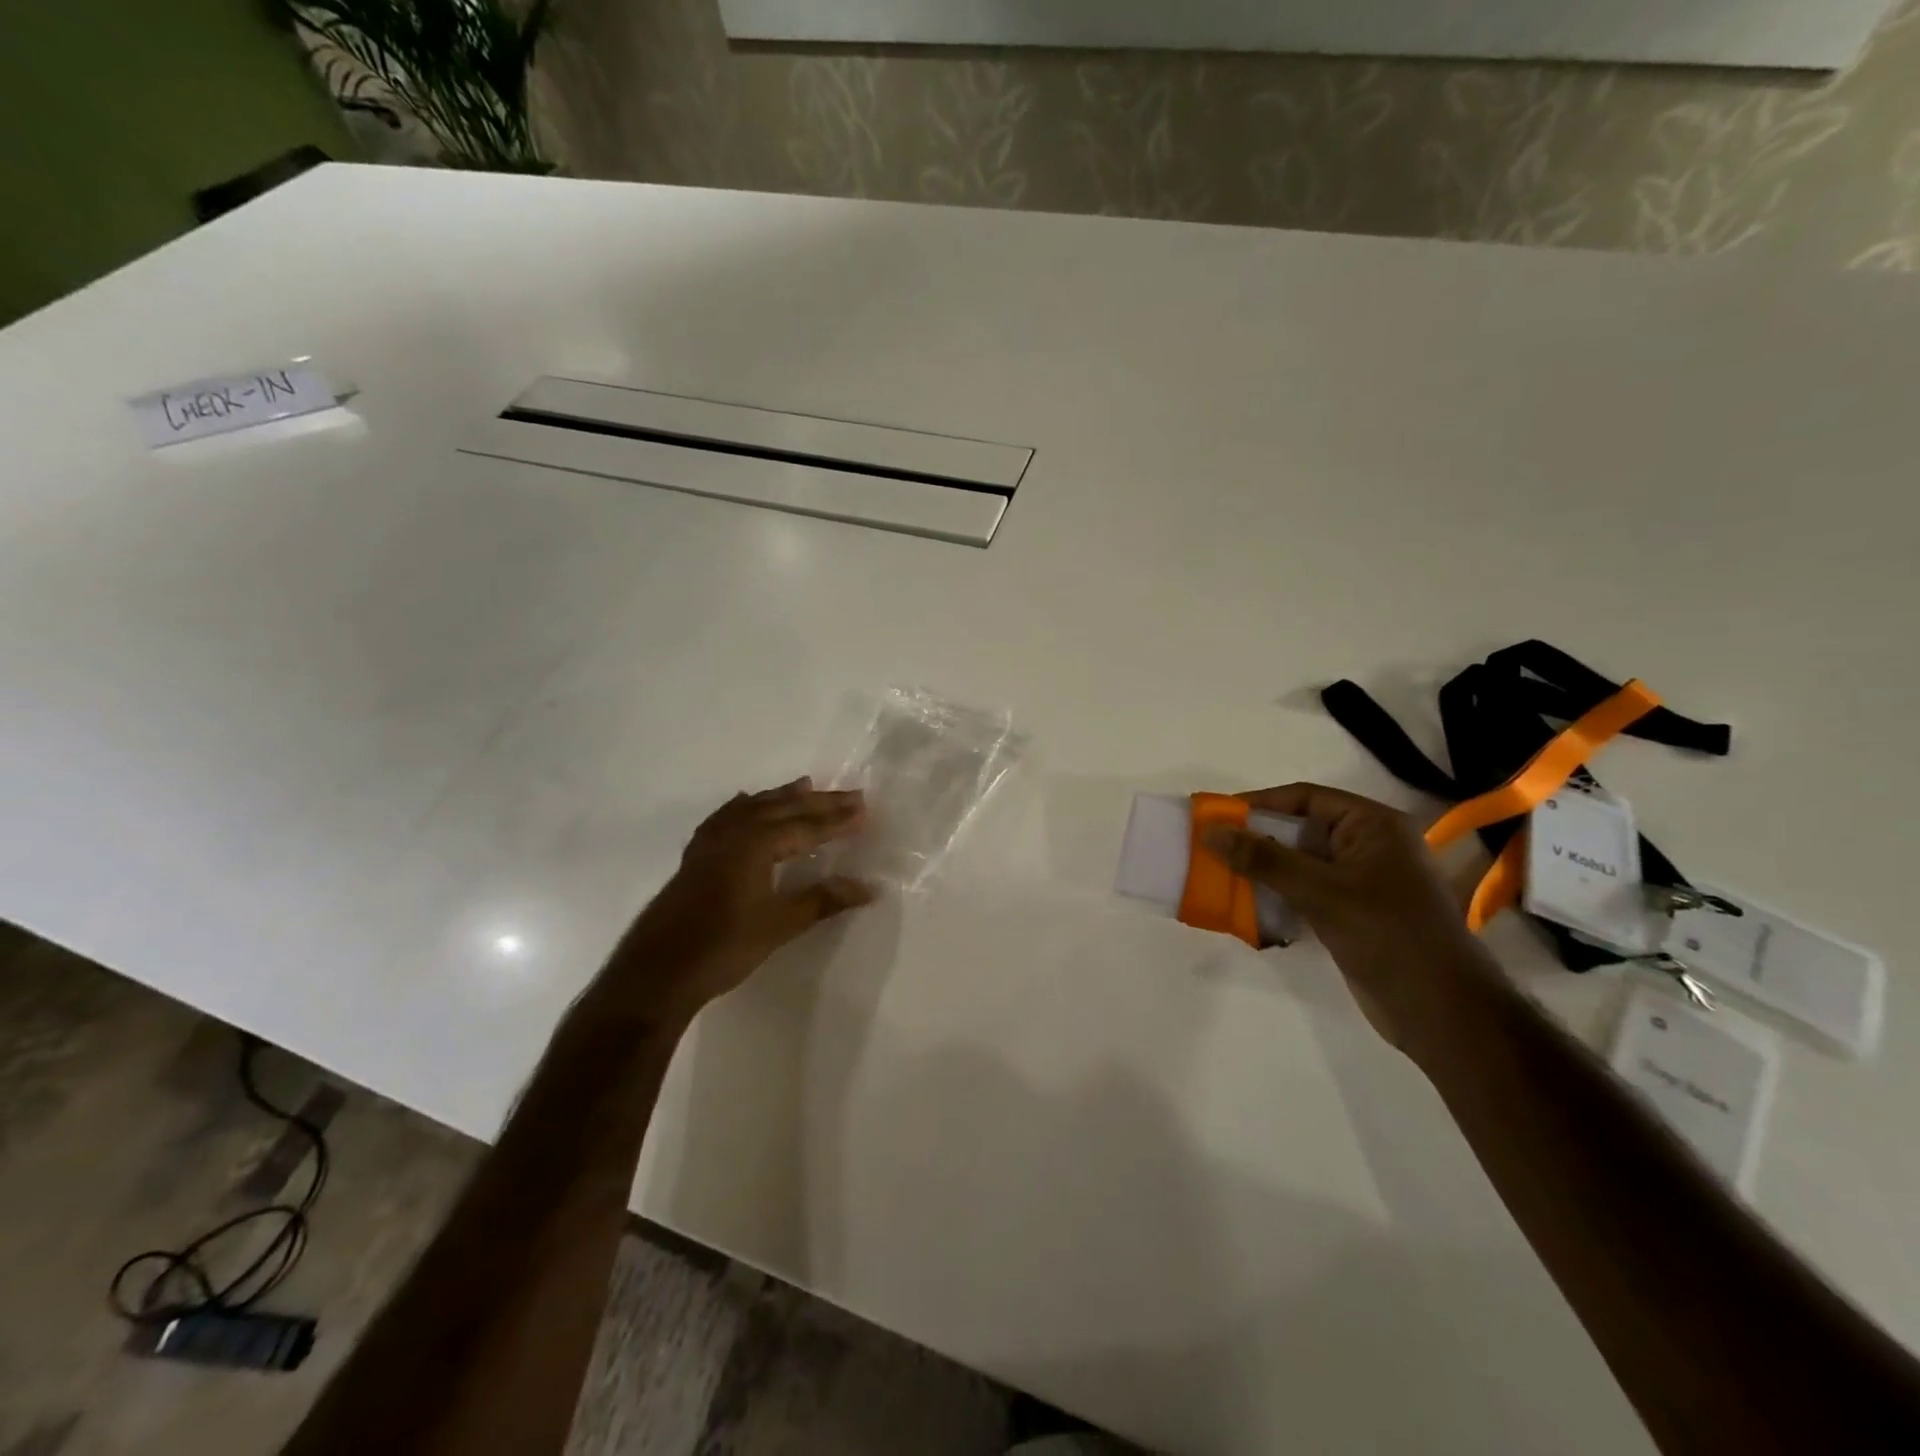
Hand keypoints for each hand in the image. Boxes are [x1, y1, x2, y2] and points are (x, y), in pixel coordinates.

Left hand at [613, 778, 873, 1020]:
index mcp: (756, 843)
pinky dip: (745, 806)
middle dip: (819, 802)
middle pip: (783, 809)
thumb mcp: (780, 925)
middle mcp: (734, 832)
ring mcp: (711, 842)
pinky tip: (746, 804)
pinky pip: (727, 817)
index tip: (865, 809)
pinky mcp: (697, 856)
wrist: (658, 973)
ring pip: (754, 807)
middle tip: (851, 794)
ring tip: (806, 784)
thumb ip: (823, 900)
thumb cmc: (724, 947)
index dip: (837, 820)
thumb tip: (868, 887)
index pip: (807, 826)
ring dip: (783, 797)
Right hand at [1203, 783, 1498, 1053]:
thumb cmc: (1387, 935)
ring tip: (1218, 875)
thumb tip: (1210, 832)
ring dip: (1262, 870)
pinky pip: (1305, 893)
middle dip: (1256, 839)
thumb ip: (1263, 859)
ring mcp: (1362, 882)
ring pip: (1299, 864)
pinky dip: (1276, 895)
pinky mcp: (1353, 914)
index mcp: (1374, 825)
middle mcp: (1369, 846)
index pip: (1306, 798)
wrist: (1441, 1012)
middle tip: (1211, 847)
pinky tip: (1245, 905)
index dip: (1260, 803)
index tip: (1217, 817)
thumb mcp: (1320, 891)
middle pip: (1300, 830)